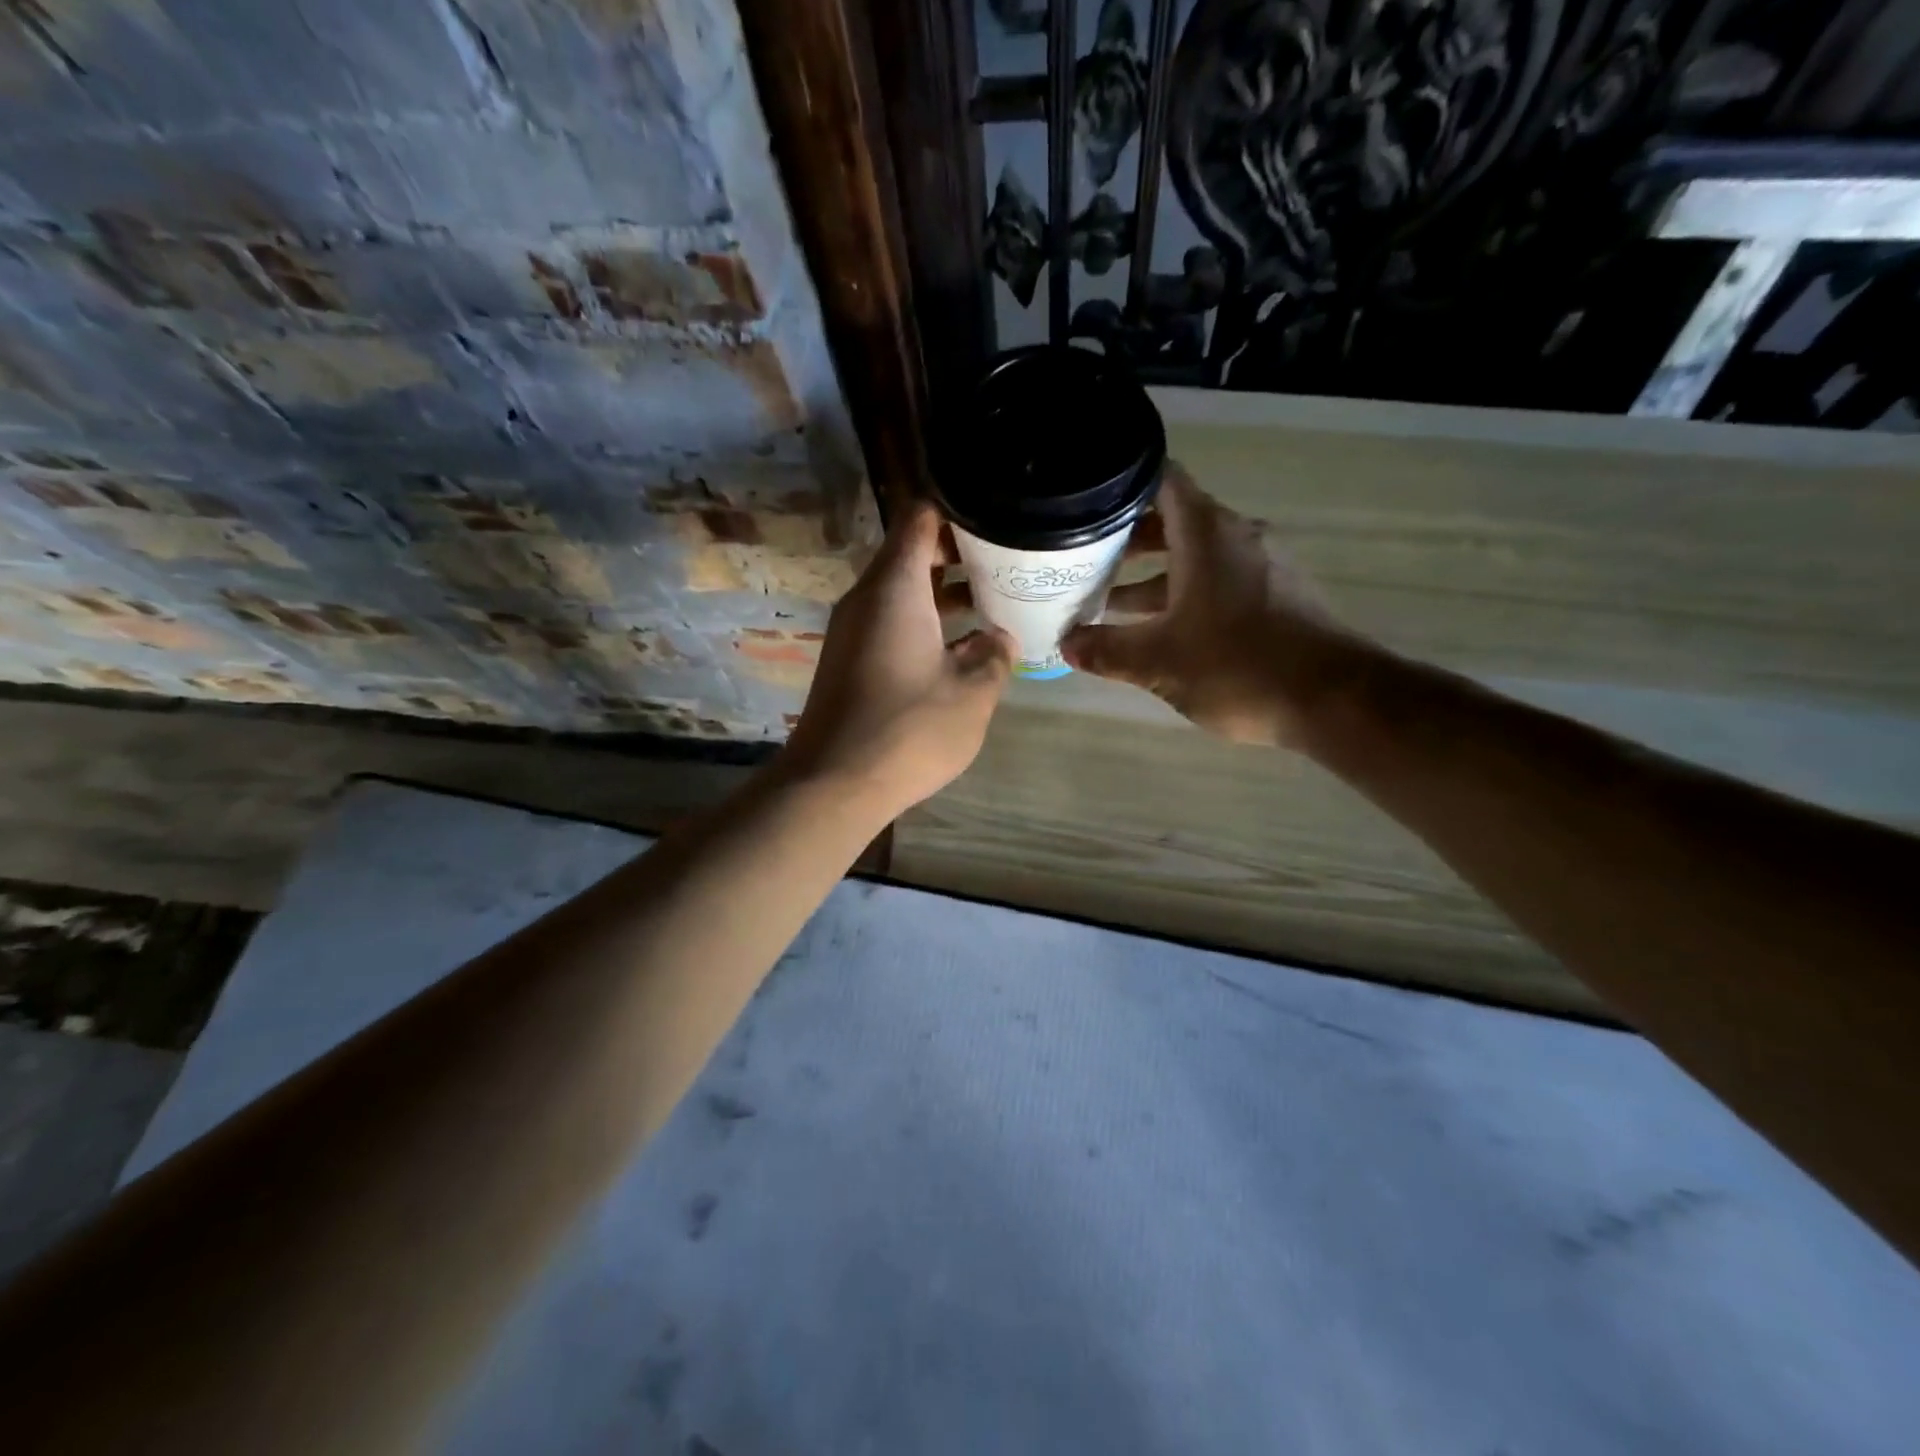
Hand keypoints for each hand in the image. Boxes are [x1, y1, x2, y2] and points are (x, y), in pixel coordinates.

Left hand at [782, 502, 1014, 814]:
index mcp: (895, 587)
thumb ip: (994, 657)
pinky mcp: (849, 660)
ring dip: (943, 594)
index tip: (997, 519)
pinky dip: (924, 622)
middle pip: (910, 553)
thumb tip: (1000, 638)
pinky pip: (890, 622)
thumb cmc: (909, 729)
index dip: (958, 511)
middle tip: (1006, 563)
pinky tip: (960, 648)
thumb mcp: (972, 694)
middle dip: (958, 554)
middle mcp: (867, 598)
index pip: (921, 518)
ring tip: (993, 602)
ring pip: (901, 591)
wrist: (833, 784)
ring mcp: (853, 630)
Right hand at [1062, 464, 1378, 746]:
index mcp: (1206, 534)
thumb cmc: (1238, 665)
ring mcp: (1262, 566)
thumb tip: (1066, 645)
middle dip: (1126, 540)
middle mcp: (1236, 537)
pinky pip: (1219, 580)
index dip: (1121, 485)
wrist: (1333, 700)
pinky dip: (1184, 594)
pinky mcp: (1278, 596)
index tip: (1085, 503)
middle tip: (1084, 559)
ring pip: (1195, 556)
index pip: (1161, 481)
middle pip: (1173, 521)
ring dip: (1153, 575)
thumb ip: (1107, 650)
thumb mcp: (1158, 662)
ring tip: (1109, 602)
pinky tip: (1160, 630)